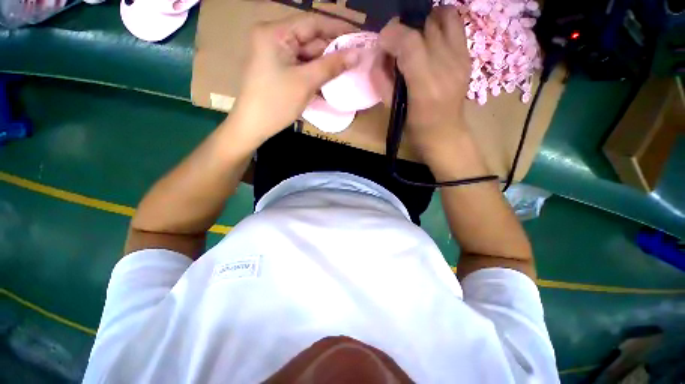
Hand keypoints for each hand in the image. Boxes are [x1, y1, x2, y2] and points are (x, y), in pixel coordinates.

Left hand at [229, 14, 359, 148]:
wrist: (253, 126)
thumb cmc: (277, 103)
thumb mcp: (306, 82)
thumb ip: (331, 66)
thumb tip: (357, 54)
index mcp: (275, 33)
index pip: (312, 23)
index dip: (338, 29)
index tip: (358, 37)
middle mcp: (274, 38)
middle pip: (310, 39)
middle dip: (332, 51)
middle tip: (355, 59)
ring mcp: (275, 54)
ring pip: (307, 55)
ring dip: (325, 64)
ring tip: (347, 71)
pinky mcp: (277, 69)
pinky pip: (301, 66)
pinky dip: (315, 73)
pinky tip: (330, 80)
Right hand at [379, 7, 471, 160]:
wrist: (444, 133)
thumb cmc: (413, 126)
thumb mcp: (391, 107)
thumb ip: (381, 78)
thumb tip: (379, 53)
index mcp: (425, 85)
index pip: (409, 42)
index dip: (391, 34)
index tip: (383, 43)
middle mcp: (447, 66)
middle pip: (425, 25)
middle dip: (405, 29)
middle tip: (397, 45)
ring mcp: (461, 58)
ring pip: (444, 16)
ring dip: (424, 22)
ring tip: (415, 38)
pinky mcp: (467, 56)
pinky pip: (456, 24)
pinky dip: (440, 24)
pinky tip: (430, 39)